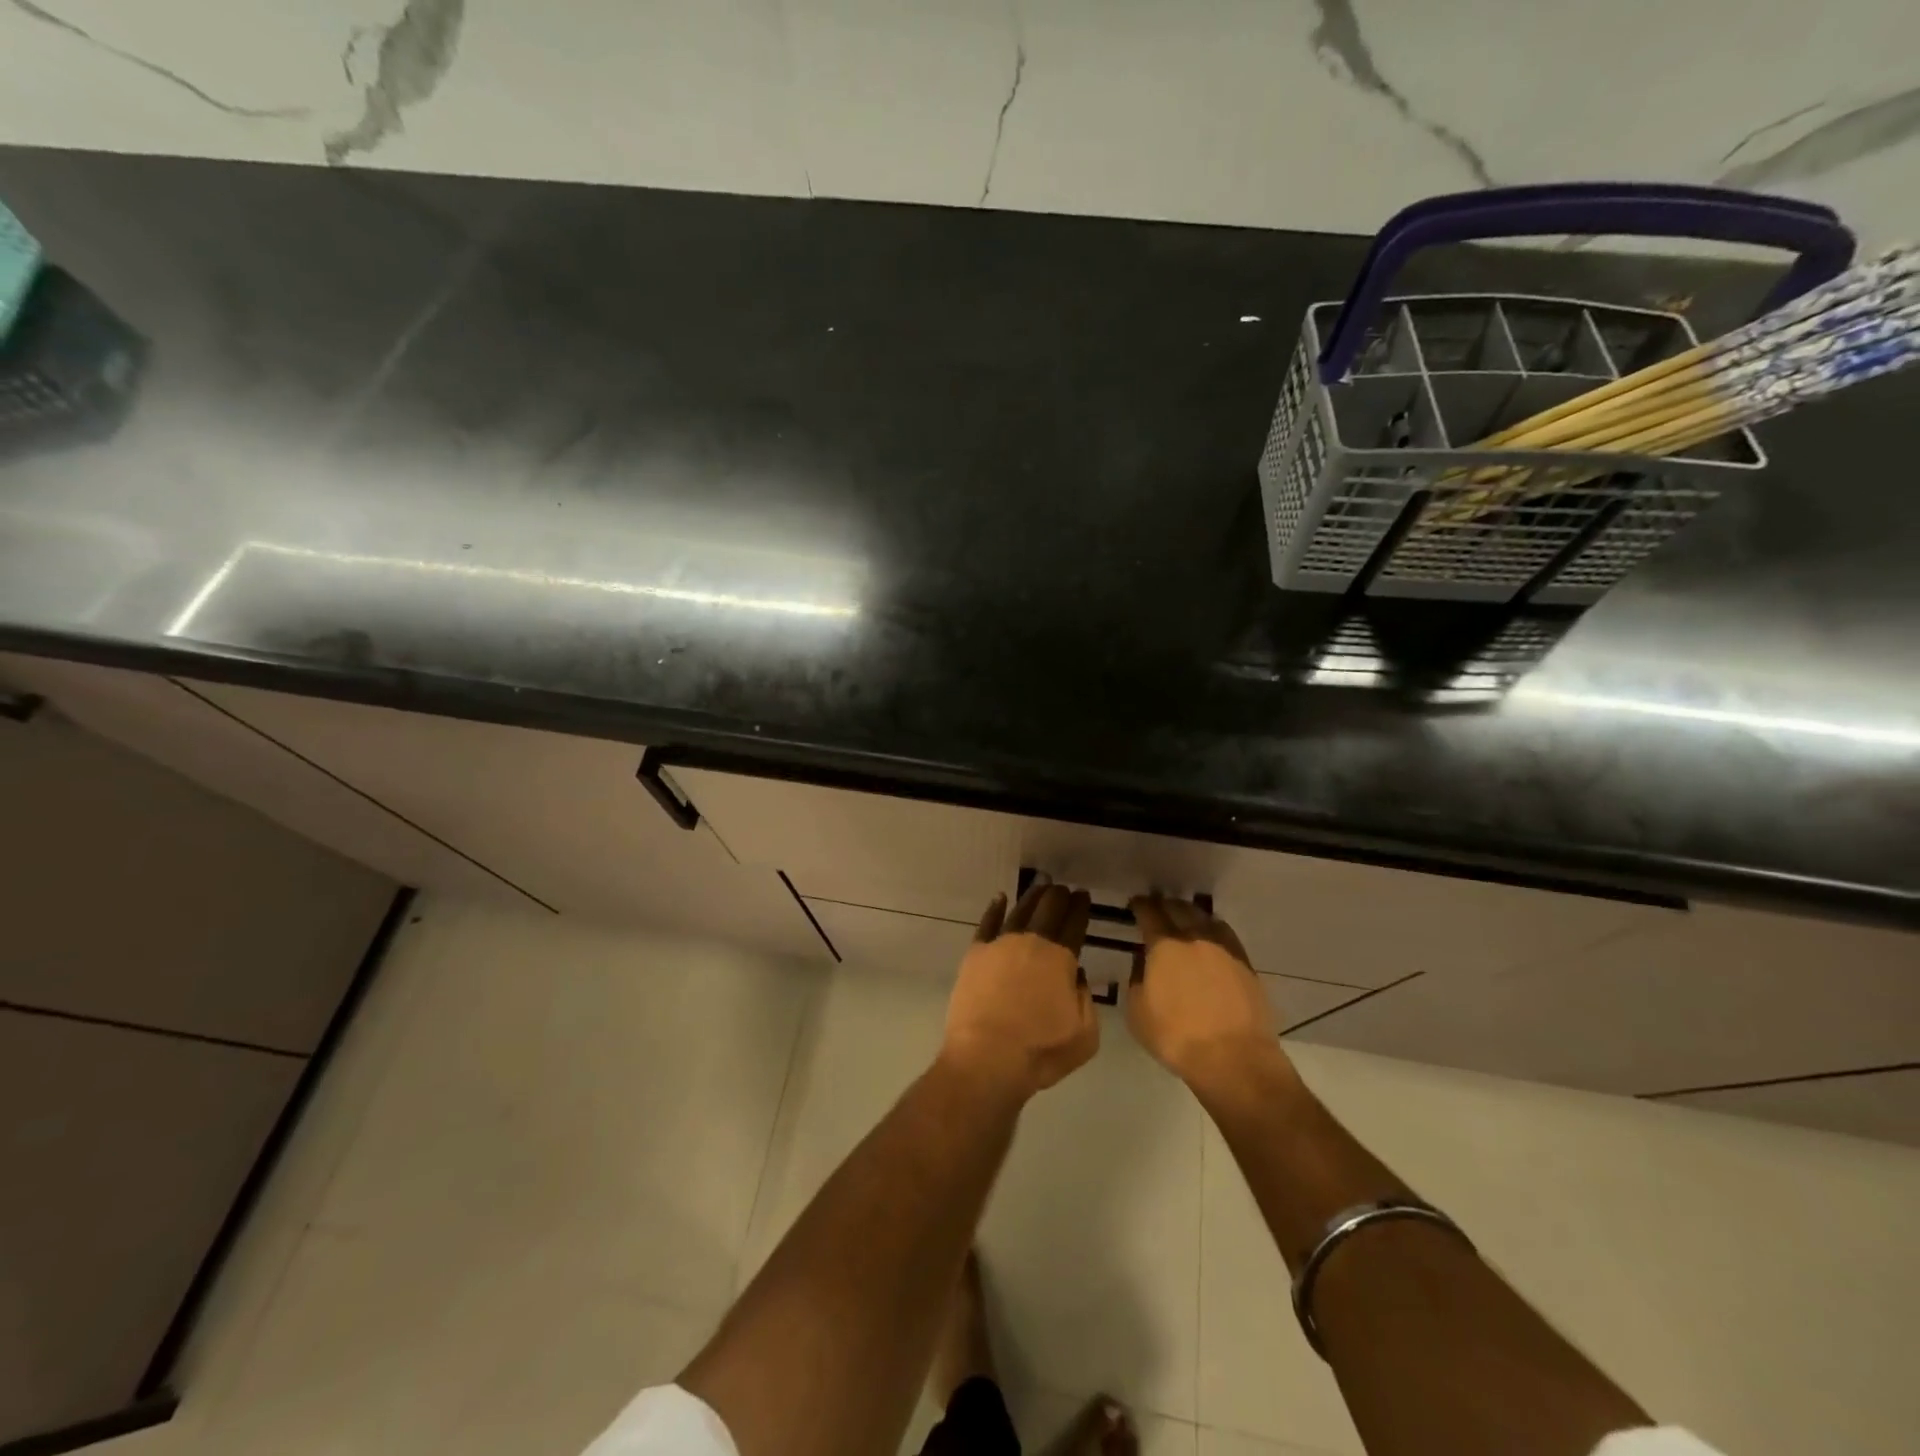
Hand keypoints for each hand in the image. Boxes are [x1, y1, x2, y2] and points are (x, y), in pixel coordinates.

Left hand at [940, 880, 1097, 1102]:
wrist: (987, 1059)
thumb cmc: (1041, 1051)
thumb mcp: (1085, 1034)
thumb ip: (1086, 1000)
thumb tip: (1077, 976)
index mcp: (1061, 958)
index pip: (1074, 923)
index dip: (1081, 907)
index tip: (1083, 896)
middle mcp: (1031, 942)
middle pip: (1048, 909)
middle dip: (1059, 896)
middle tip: (1064, 889)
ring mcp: (1000, 945)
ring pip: (1019, 910)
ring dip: (1032, 897)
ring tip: (1040, 888)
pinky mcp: (975, 955)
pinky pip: (987, 923)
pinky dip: (995, 908)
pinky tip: (1000, 899)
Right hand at [1126, 894, 1284, 1097]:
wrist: (1234, 1059)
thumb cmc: (1176, 1037)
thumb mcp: (1137, 1012)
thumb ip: (1137, 981)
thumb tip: (1143, 964)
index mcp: (1165, 946)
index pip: (1149, 913)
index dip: (1140, 906)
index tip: (1135, 904)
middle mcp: (1195, 938)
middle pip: (1179, 908)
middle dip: (1165, 905)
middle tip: (1157, 908)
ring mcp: (1224, 949)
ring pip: (1205, 918)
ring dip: (1191, 914)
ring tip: (1184, 919)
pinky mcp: (1246, 965)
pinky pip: (1226, 935)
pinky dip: (1213, 930)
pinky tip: (1210, 940)